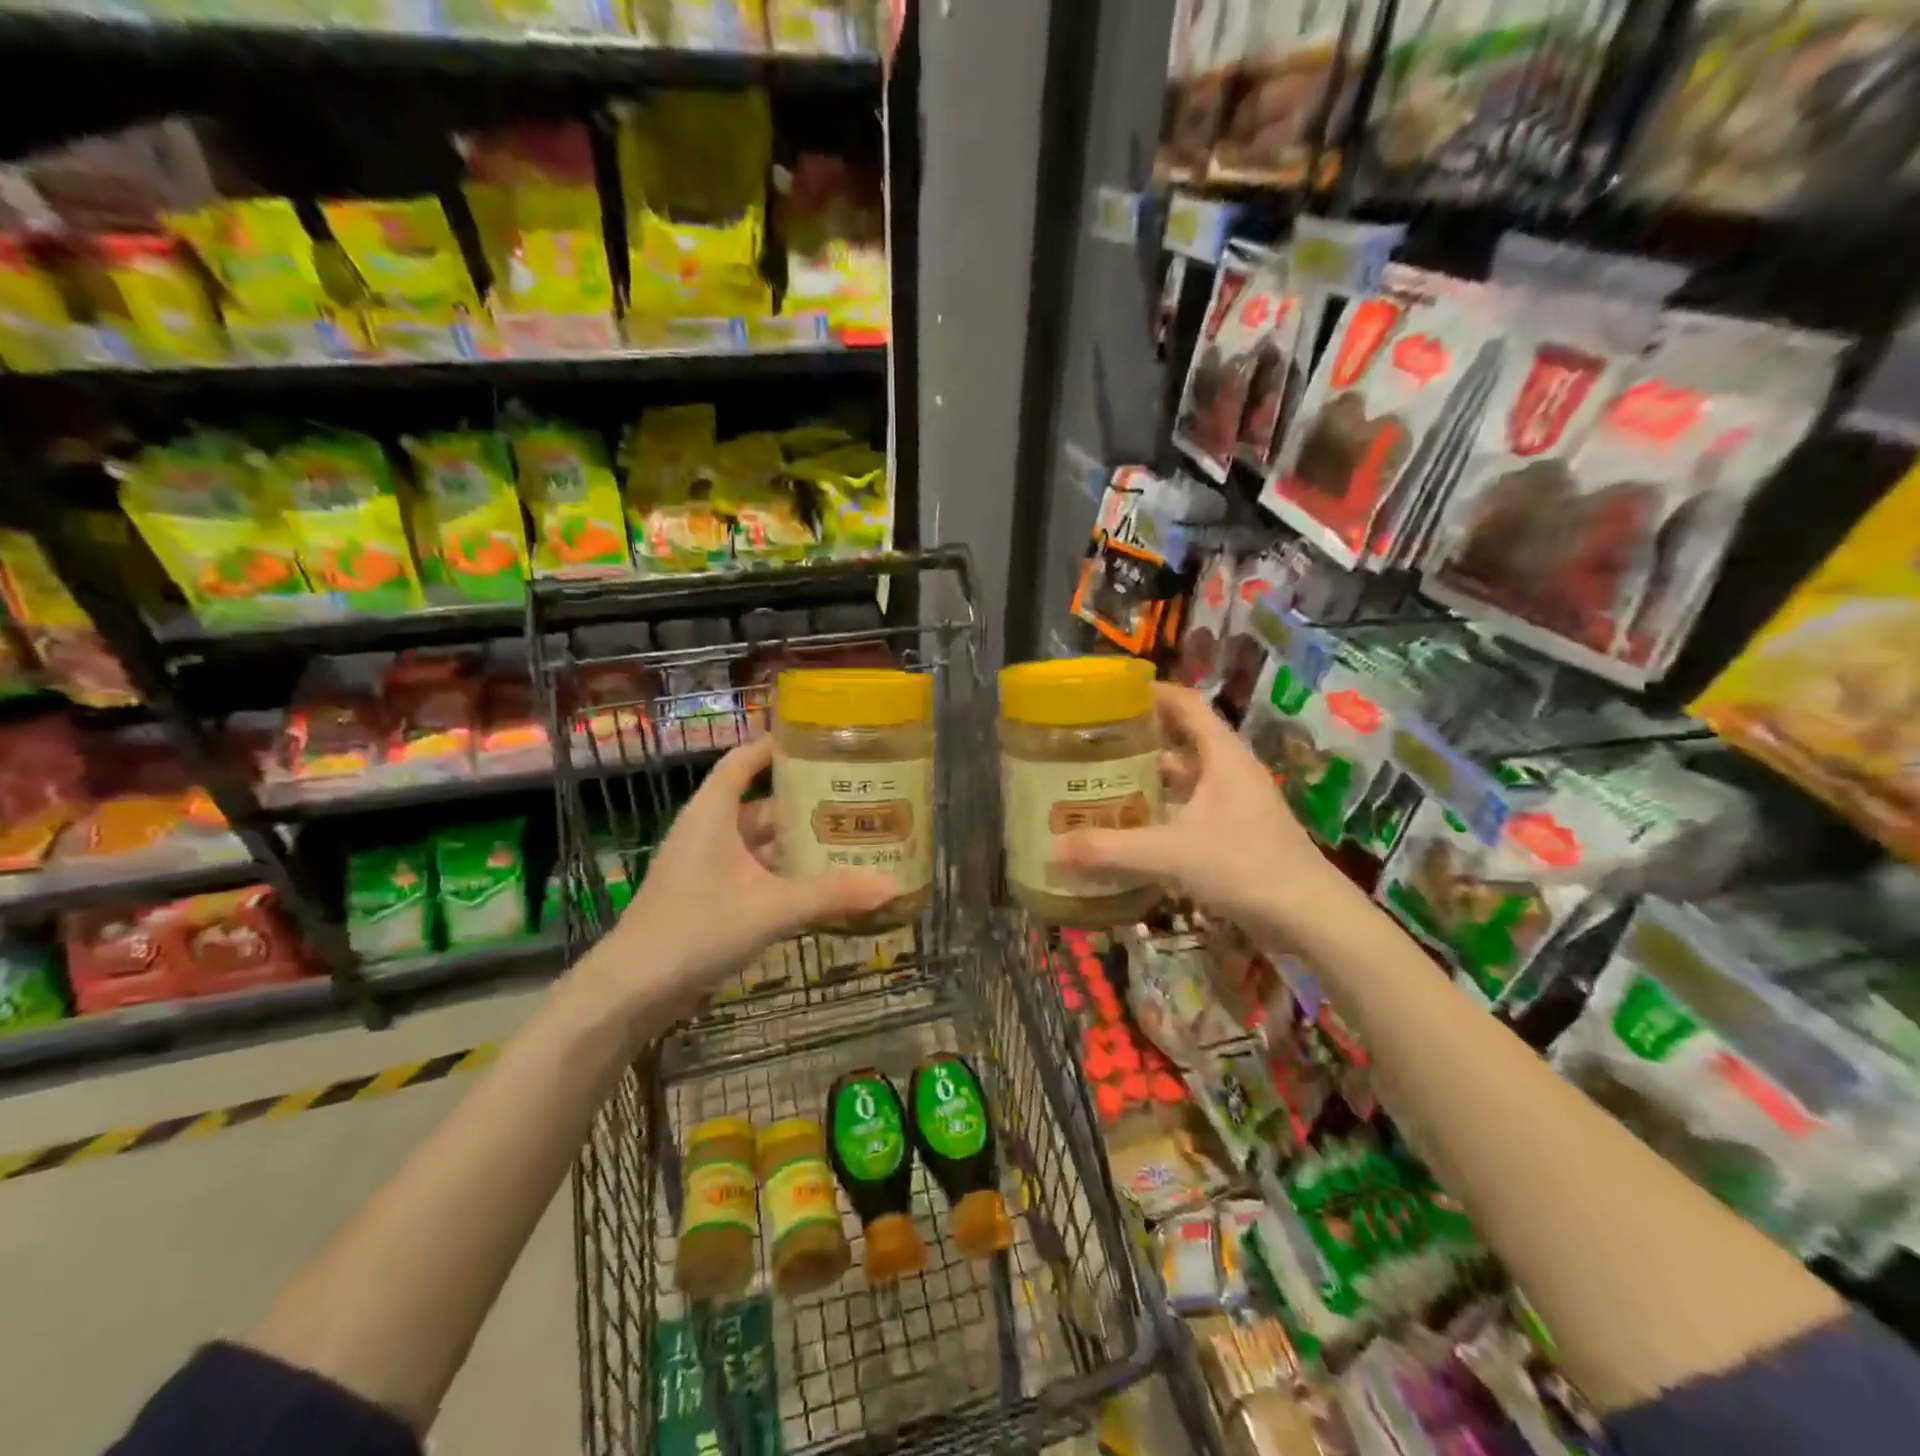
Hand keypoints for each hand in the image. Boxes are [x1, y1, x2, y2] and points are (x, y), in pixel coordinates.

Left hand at [595, 734, 894, 1004]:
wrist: (633, 989)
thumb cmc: (698, 927)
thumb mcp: (772, 908)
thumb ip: (831, 895)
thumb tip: (892, 886)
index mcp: (713, 813)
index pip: (744, 760)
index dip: (775, 746)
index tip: (817, 741)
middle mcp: (708, 831)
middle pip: (760, 804)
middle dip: (803, 804)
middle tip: (853, 800)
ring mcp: (705, 866)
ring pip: (758, 843)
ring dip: (795, 844)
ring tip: (845, 841)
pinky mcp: (707, 897)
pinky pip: (752, 873)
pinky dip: (781, 875)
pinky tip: (816, 887)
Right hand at [1053, 682, 1340, 938]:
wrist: (1310, 918)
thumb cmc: (1244, 866)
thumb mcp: (1170, 853)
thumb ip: (1111, 849)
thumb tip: (1054, 850)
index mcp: (1222, 756)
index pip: (1186, 703)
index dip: (1151, 693)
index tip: (1110, 695)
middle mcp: (1230, 772)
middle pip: (1181, 740)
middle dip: (1139, 741)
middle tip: (1093, 745)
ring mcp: (1236, 805)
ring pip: (1186, 780)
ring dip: (1150, 780)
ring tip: (1103, 785)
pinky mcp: (1237, 835)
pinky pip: (1191, 811)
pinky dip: (1163, 813)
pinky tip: (1134, 830)